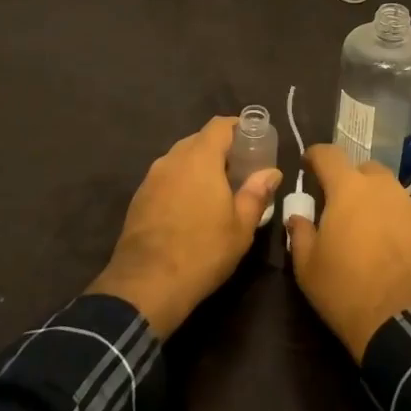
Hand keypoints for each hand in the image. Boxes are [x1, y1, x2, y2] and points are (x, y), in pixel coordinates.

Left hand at [88, 117, 280, 338]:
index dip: (238, 127)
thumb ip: (257, 193)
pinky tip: (190, 209)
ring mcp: (151, 178)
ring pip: (180, 160)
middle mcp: (172, 159)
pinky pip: (166, 178)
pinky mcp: (138, 198)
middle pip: (199, 140)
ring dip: (199, 167)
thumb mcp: (241, 226)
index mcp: (200, 158)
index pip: (219, 125)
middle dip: (220, 150)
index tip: (254, 141)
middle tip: (240, 171)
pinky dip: (181, 183)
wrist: (146, 285)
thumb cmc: (203, 251)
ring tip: (216, 191)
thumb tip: (272, 172)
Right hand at [286, 144, 410, 361]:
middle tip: (343, 208)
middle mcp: (385, 189)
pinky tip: (399, 257)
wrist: (404, 326)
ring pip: (394, 195)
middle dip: (352, 181)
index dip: (316, 156)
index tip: (308, 165)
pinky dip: (404, 230)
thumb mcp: (307, 267)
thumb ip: (299, 232)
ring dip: (380, 206)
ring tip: (373, 237)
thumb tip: (298, 216)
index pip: (329, 154)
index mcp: (349, 190)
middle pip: (366, 170)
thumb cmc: (346, 291)